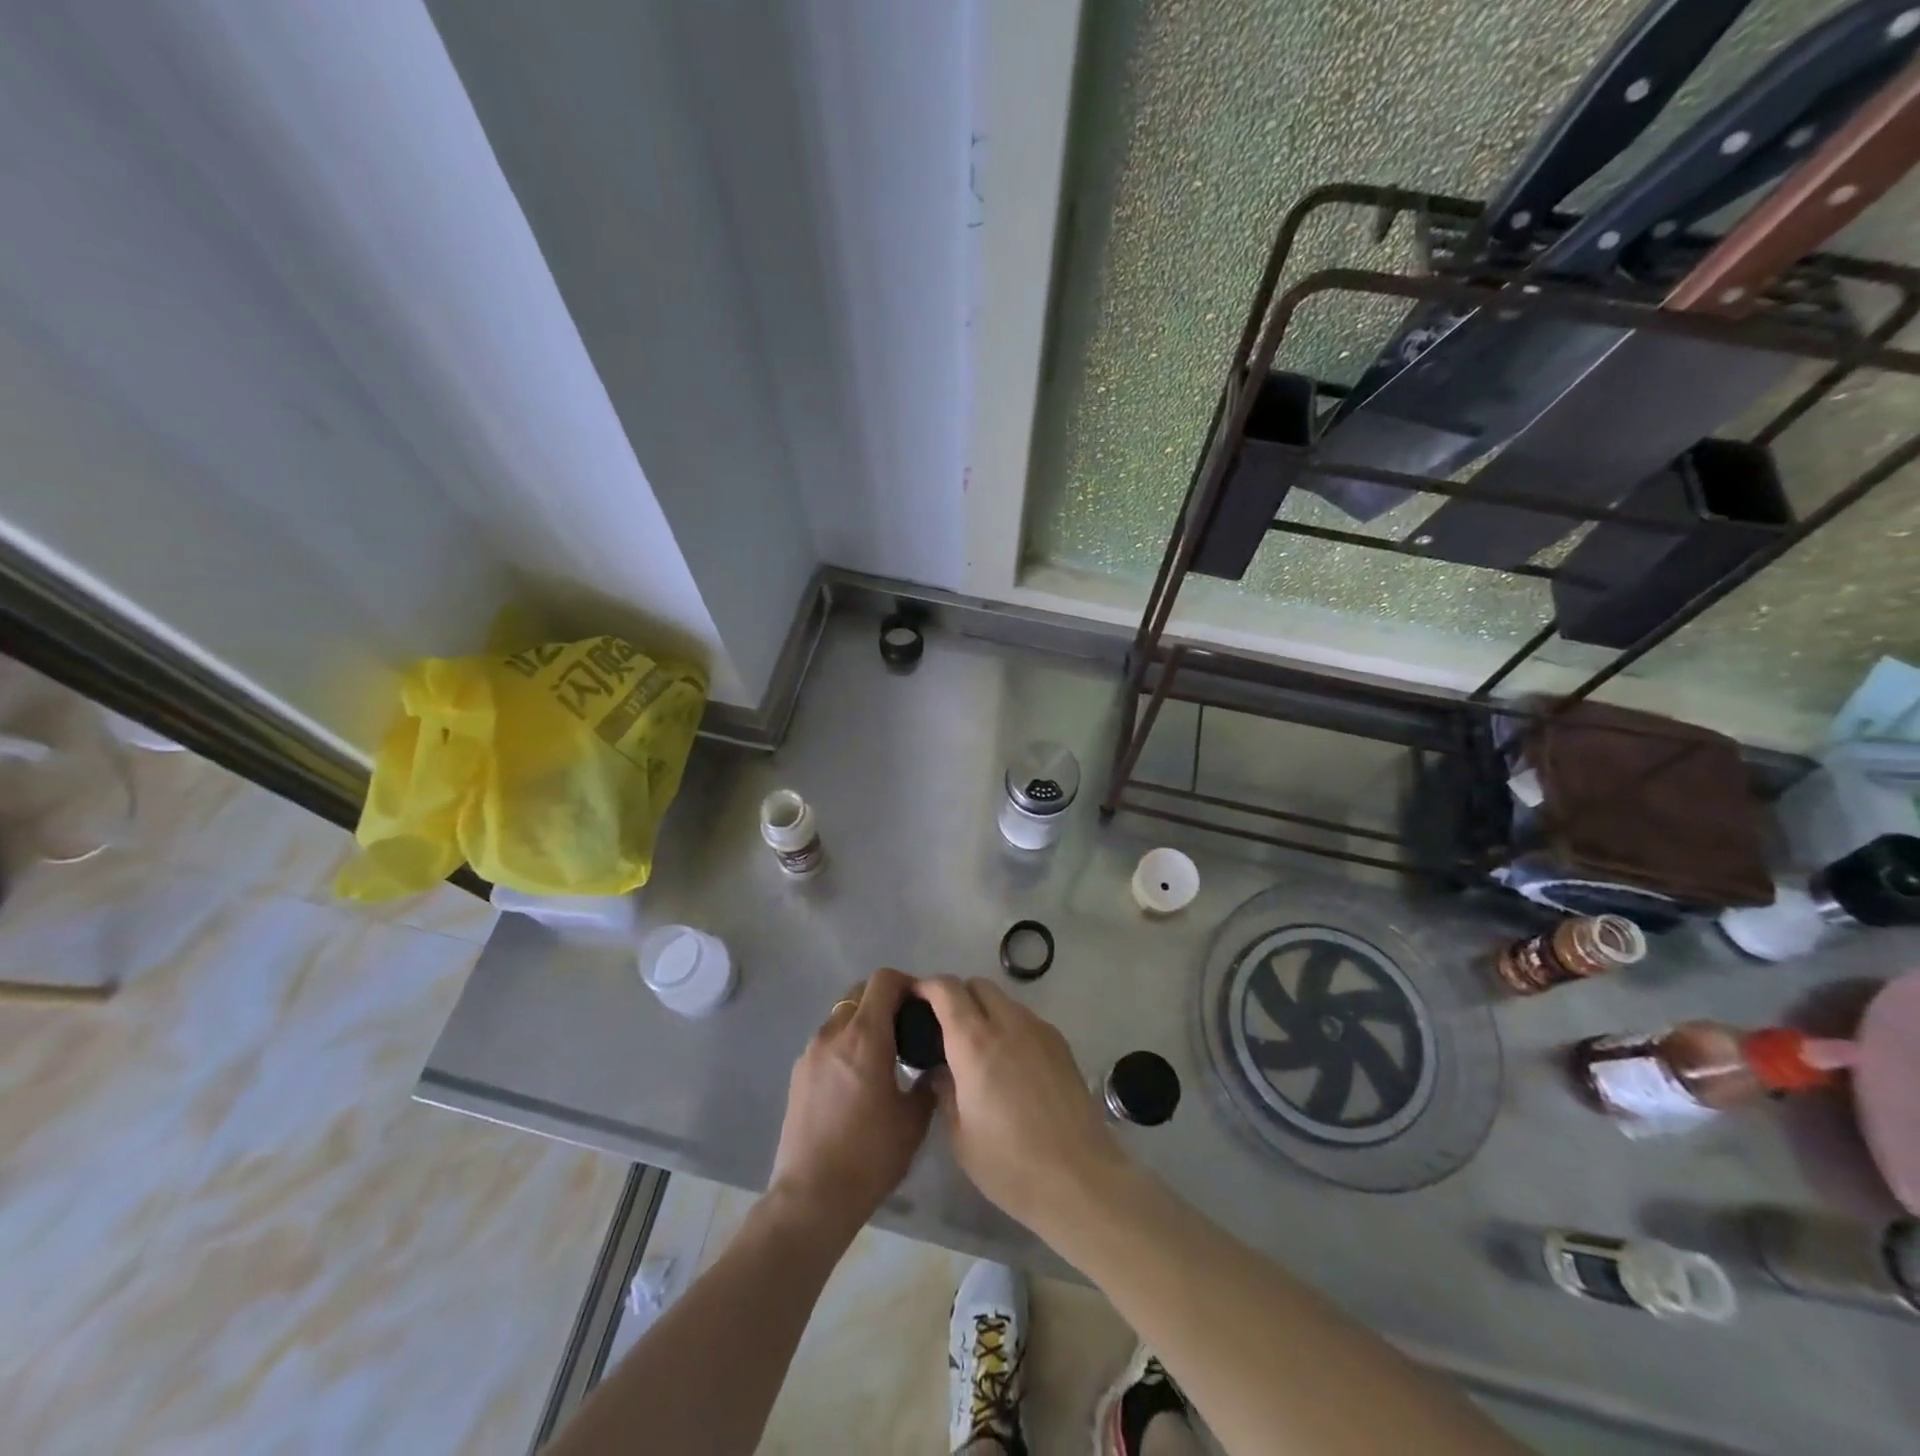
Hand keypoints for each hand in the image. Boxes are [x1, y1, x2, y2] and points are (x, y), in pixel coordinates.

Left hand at [768, 967, 932, 1239]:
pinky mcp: (797, 1073)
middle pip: (860, 992)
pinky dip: (846, 1044)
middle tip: (906, 1029)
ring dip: (864, 1022)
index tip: (923, 1006)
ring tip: (884, 1056)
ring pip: (842, 1016)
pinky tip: (858, 1079)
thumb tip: (933, 1066)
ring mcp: (810, 1052)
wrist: (811, 1198)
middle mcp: (833, 1033)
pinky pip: (828, 1041)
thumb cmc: (869, 1157)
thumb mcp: (913, 1121)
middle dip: (885, 1000)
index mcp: (864, 1036)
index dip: (907, 984)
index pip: (884, 980)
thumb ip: (927, 1083)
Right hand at [916, 976, 1131, 1239]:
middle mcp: (1008, 1023)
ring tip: (980, 1050)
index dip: (927, 987)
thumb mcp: (960, 1135)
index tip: (915, 999)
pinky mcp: (1061, 1044)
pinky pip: (1027, 1020)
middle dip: (957, 996)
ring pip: (1005, 1001)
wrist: (1079, 1179)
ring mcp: (1039, 1030)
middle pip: (978, 985)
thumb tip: (942, 1070)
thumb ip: (945, 1091)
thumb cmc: (1009, 1164)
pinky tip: (1011, 1065)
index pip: (946, 990)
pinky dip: (1010, 1028)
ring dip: (986, 1011)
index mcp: (974, 1042)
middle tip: (945, 1027)